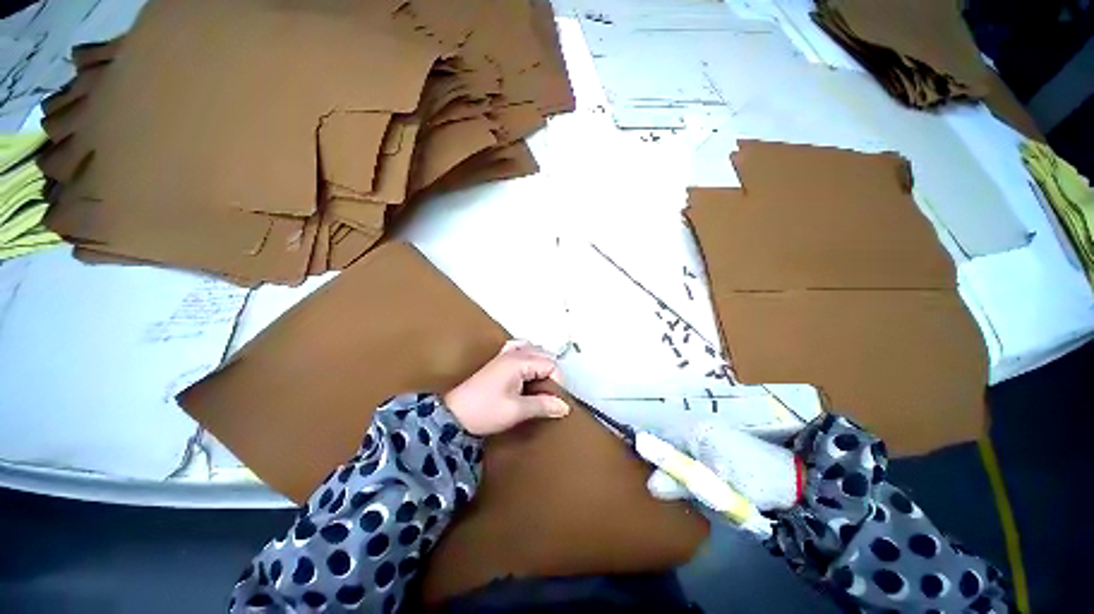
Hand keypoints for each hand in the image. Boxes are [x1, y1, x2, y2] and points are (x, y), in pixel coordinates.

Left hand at [443, 340, 570, 435]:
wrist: (453, 415)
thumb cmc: (484, 411)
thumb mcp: (516, 411)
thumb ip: (543, 405)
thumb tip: (563, 406)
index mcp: (520, 362)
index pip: (551, 365)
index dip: (557, 383)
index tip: (553, 400)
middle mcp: (514, 353)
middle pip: (544, 355)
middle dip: (551, 374)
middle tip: (547, 394)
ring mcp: (504, 354)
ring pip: (533, 350)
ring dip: (541, 364)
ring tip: (539, 383)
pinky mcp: (498, 360)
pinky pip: (518, 348)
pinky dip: (527, 355)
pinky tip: (526, 367)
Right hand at [647, 421, 801, 512]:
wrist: (792, 481)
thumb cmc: (750, 480)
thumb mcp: (714, 485)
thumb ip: (681, 483)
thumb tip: (650, 485)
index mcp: (693, 429)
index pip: (658, 436)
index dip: (650, 454)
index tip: (643, 472)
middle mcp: (696, 424)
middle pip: (667, 440)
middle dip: (662, 460)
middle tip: (660, 484)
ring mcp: (707, 430)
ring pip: (679, 445)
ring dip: (675, 463)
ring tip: (675, 484)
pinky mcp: (716, 440)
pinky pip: (691, 449)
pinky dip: (687, 463)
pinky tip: (692, 479)